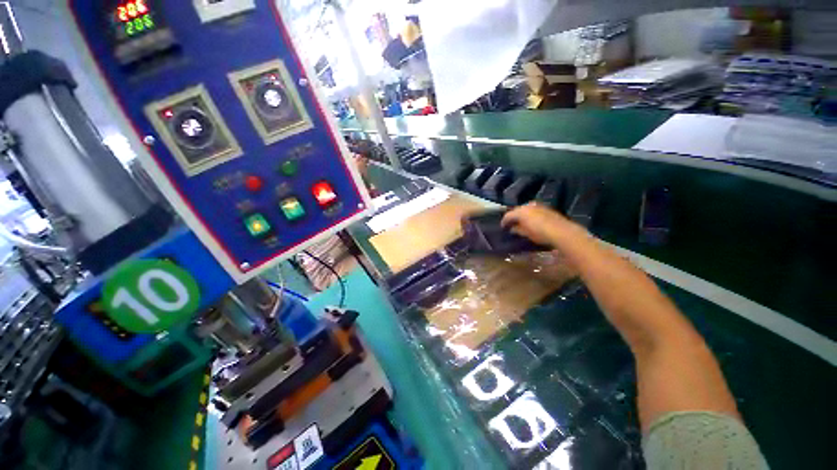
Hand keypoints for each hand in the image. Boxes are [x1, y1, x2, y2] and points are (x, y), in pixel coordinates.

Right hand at [502, 203, 581, 247]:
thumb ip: (517, 230)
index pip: (508, 215)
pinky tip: (532, 221)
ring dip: (523, 215)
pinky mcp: (547, 208)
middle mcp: (528, 205)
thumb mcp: (526, 234)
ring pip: (526, 209)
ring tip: (521, 222)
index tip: (503, 227)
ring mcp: (538, 205)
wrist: (561, 231)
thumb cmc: (540, 233)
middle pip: (517, 210)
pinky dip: (531, 214)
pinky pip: (534, 210)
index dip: (504, 221)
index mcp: (520, 211)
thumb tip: (512, 229)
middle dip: (514, 216)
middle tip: (511, 224)